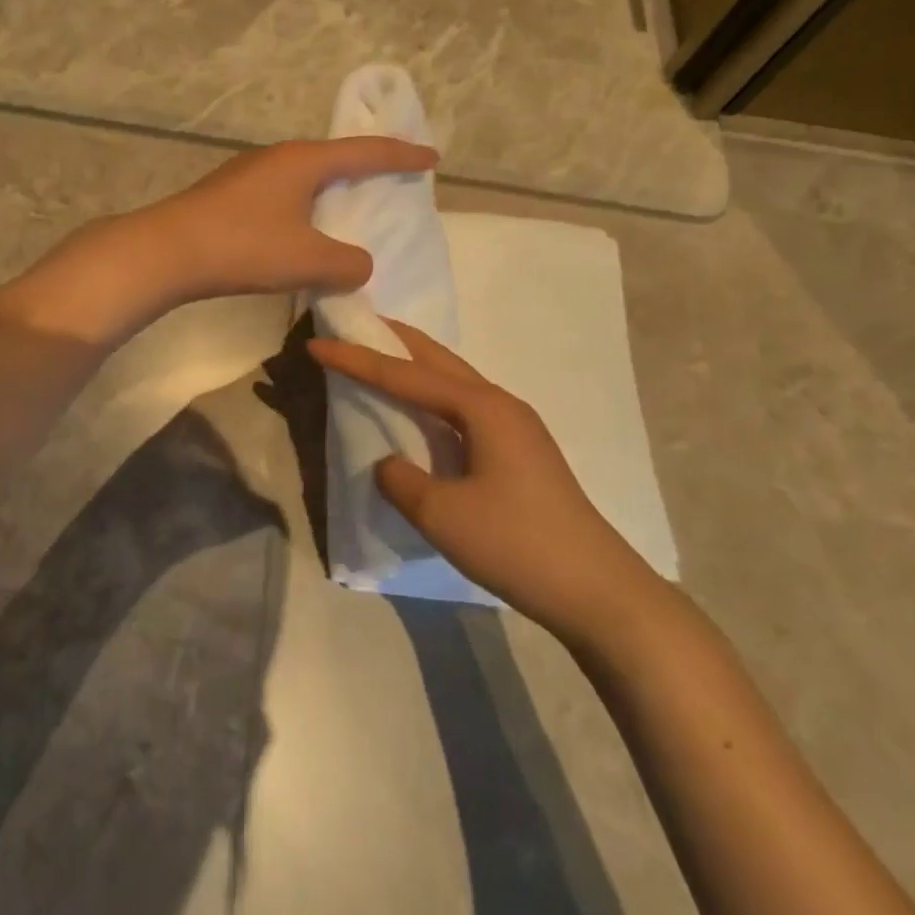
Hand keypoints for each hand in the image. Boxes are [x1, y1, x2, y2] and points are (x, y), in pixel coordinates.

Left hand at [135, 137, 437, 301]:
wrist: (166, 252)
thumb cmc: (244, 246)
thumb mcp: (308, 260)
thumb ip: (348, 264)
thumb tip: (359, 265)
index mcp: (304, 161)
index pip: (366, 152)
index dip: (403, 155)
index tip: (432, 156)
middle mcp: (278, 157)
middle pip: (334, 156)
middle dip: (367, 166)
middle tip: (393, 176)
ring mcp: (249, 174)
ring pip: (305, 176)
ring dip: (331, 189)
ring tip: (350, 205)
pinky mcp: (230, 195)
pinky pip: (284, 193)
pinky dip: (305, 206)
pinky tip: (302, 229)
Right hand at [309, 320, 663, 638]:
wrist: (596, 590)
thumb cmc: (516, 543)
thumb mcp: (443, 514)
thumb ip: (401, 480)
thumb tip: (389, 464)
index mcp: (482, 407)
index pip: (406, 374)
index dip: (357, 360)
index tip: (317, 344)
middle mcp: (500, 404)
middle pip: (438, 359)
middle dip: (394, 340)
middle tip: (356, 325)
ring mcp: (515, 428)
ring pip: (454, 382)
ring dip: (416, 367)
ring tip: (381, 358)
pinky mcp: (520, 453)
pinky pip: (464, 410)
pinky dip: (433, 399)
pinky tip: (422, 414)